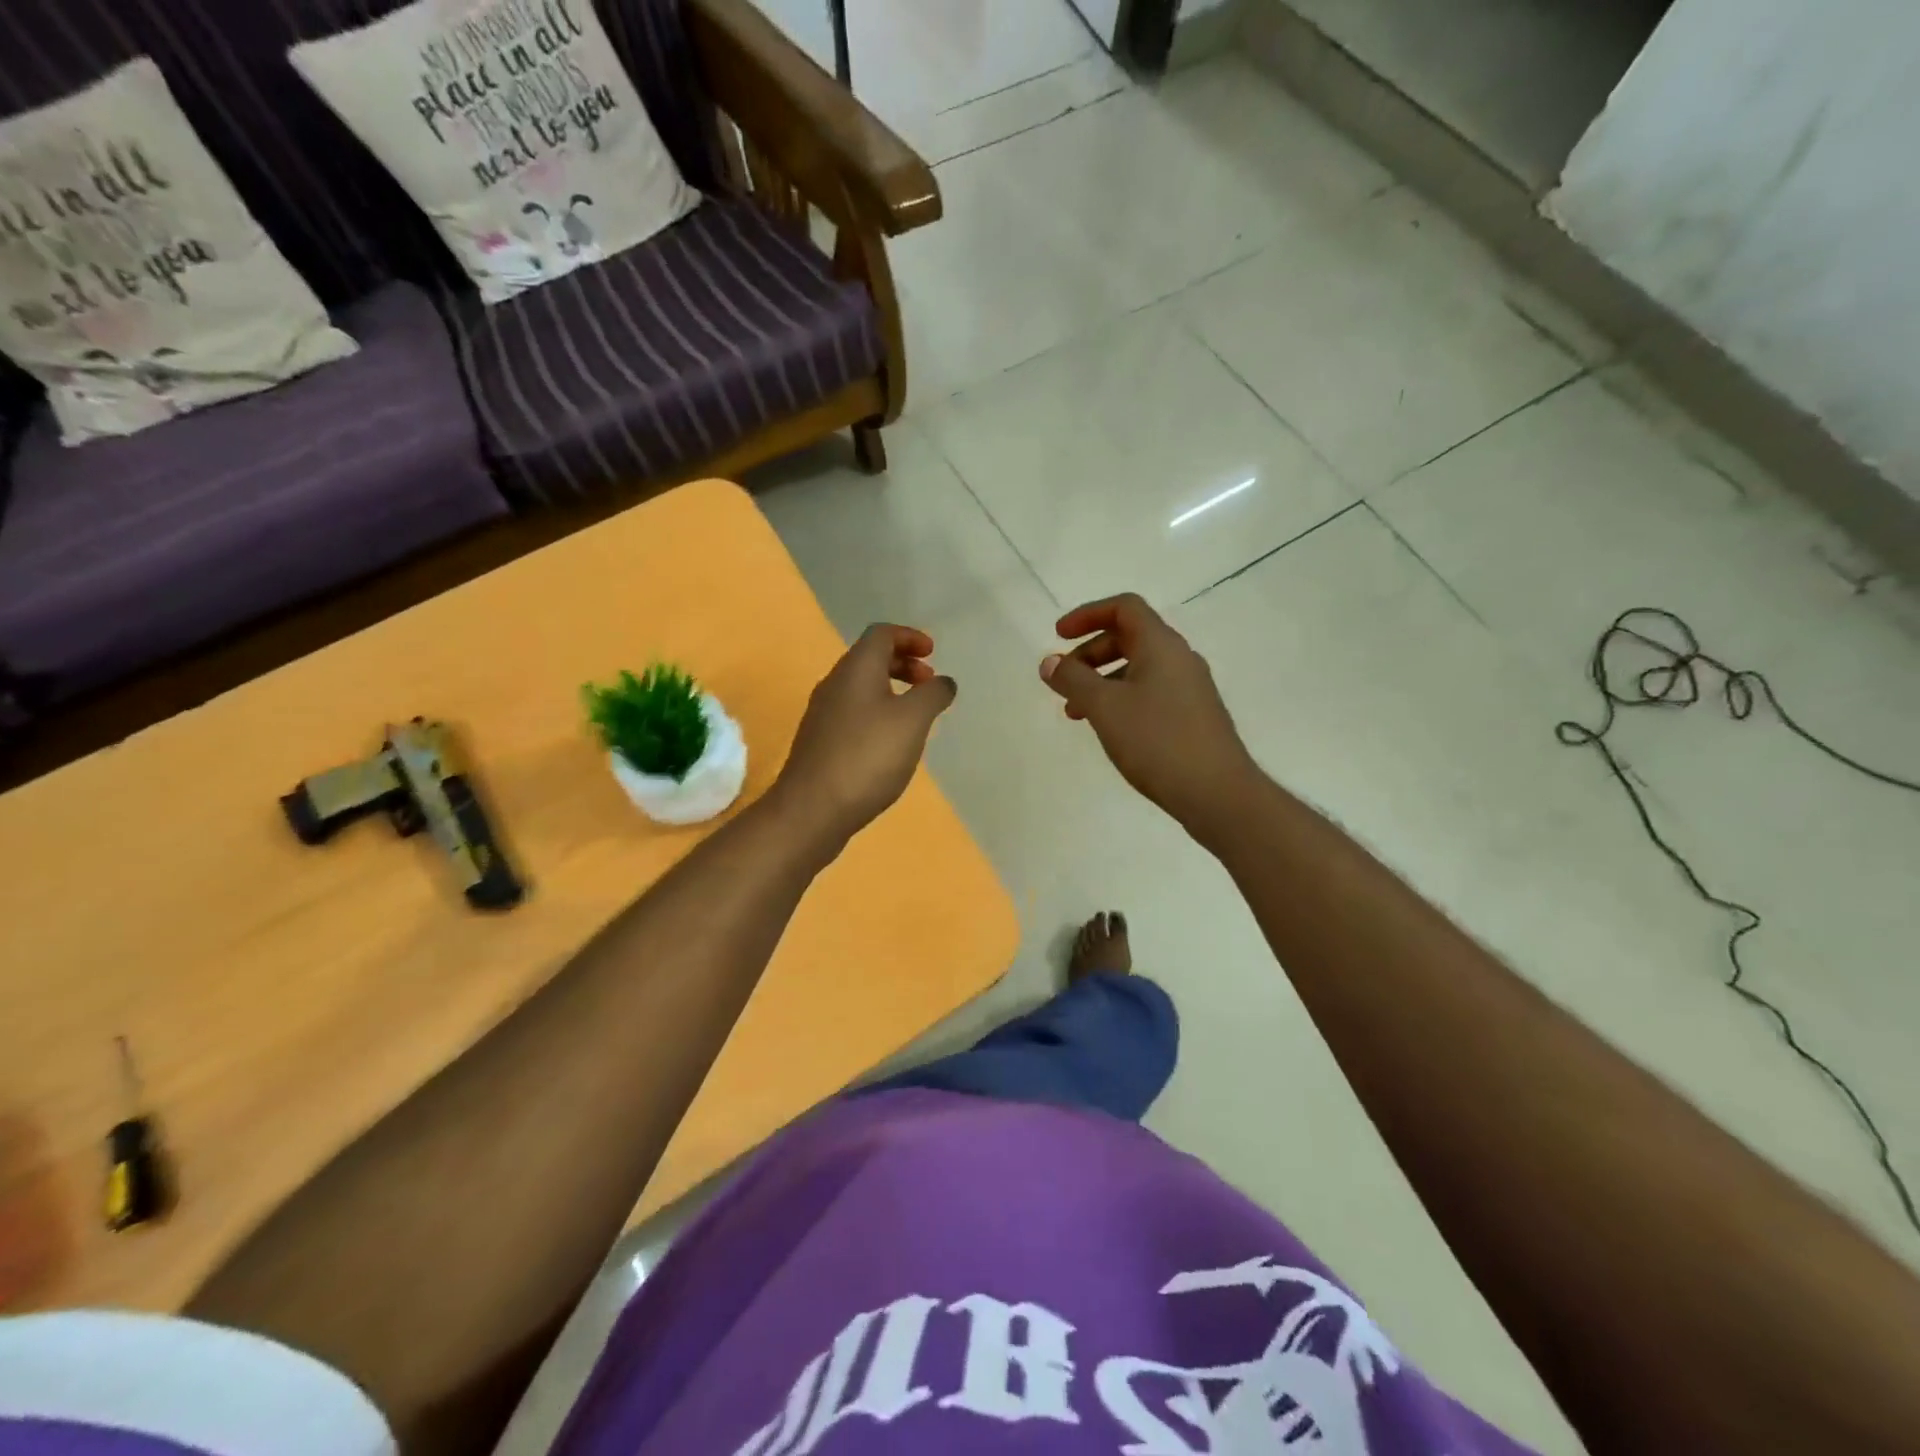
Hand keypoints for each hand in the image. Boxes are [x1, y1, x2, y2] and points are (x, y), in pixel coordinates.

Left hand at [773, 624, 956, 848]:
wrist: (812, 809)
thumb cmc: (867, 756)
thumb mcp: (913, 721)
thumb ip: (933, 695)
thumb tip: (943, 682)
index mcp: (855, 669)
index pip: (881, 634)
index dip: (909, 637)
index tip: (932, 654)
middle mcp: (834, 684)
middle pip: (869, 659)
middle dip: (902, 664)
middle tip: (928, 684)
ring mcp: (822, 714)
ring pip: (860, 688)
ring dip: (890, 691)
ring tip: (914, 716)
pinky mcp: (819, 743)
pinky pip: (853, 713)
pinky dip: (877, 714)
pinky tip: (890, 744)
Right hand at [1041, 593, 1258, 840]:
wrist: (1217, 793)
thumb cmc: (1157, 741)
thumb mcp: (1105, 707)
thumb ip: (1073, 680)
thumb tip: (1049, 661)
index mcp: (1161, 645)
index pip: (1124, 608)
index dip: (1087, 615)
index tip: (1058, 636)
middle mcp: (1180, 659)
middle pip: (1129, 637)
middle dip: (1090, 654)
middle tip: (1063, 681)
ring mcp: (1190, 689)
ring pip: (1138, 669)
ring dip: (1102, 681)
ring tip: (1076, 713)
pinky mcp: (1193, 716)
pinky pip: (1150, 693)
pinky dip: (1121, 700)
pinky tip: (1109, 730)